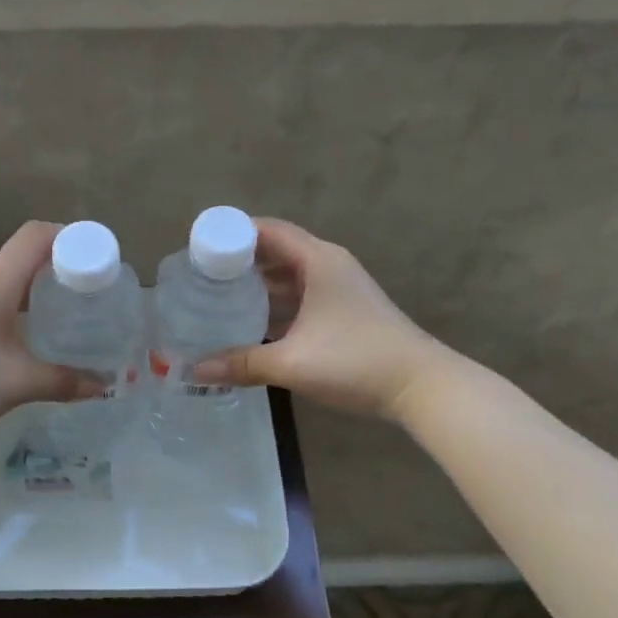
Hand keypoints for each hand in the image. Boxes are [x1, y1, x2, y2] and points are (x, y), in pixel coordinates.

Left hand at [0, 221, 102, 444]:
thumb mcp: (19, 382)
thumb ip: (64, 381)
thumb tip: (103, 386)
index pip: (36, 235)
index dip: (69, 236)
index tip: (98, 255)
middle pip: (25, 253)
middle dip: (61, 262)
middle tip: (93, 285)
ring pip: (11, 277)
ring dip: (41, 284)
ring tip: (71, 306)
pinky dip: (23, 302)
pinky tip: (35, 330)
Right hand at [192, 219, 448, 420]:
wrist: (422, 388)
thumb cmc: (355, 361)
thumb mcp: (292, 362)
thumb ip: (242, 363)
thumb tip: (195, 371)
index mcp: (318, 261)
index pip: (268, 230)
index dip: (234, 233)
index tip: (201, 246)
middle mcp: (329, 266)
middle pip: (277, 251)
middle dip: (241, 261)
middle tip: (203, 274)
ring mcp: (340, 289)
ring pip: (290, 276)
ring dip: (259, 284)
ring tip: (221, 297)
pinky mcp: (346, 311)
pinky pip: (302, 295)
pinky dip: (277, 303)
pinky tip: (254, 323)